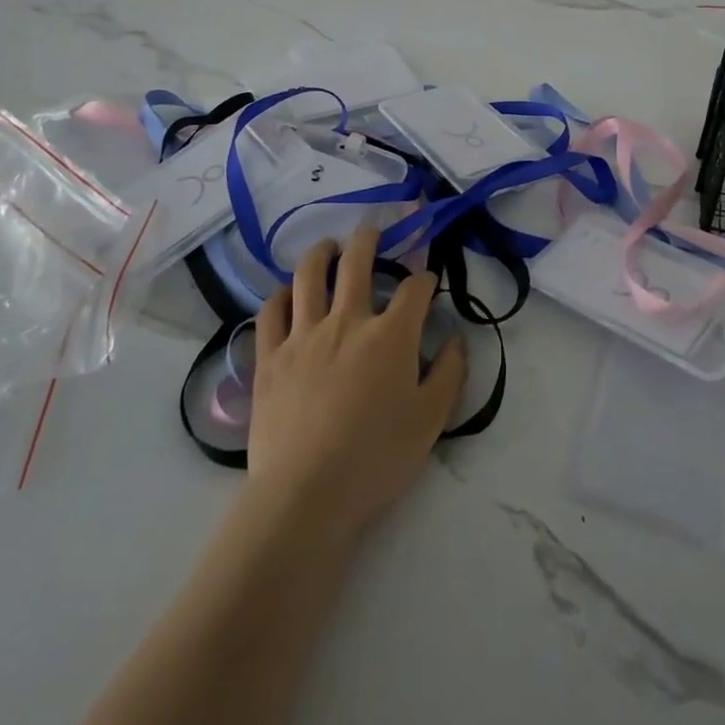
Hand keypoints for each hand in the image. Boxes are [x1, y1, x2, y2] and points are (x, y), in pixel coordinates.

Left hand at [245, 228, 466, 546]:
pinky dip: (280, 295)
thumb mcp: (430, 420)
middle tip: (372, 231)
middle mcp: (347, 321)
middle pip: (357, 262)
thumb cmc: (376, 458)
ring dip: (321, 253)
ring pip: (309, 275)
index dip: (424, 278)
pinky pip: (271, 311)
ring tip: (328, 247)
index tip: (427, 280)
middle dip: (369, 239)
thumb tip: (455, 340)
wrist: (307, 493)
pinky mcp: (269, 356)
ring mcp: (303, 335)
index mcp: (390, 335)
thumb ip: (449, 374)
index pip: (414, 289)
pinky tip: (287, 293)